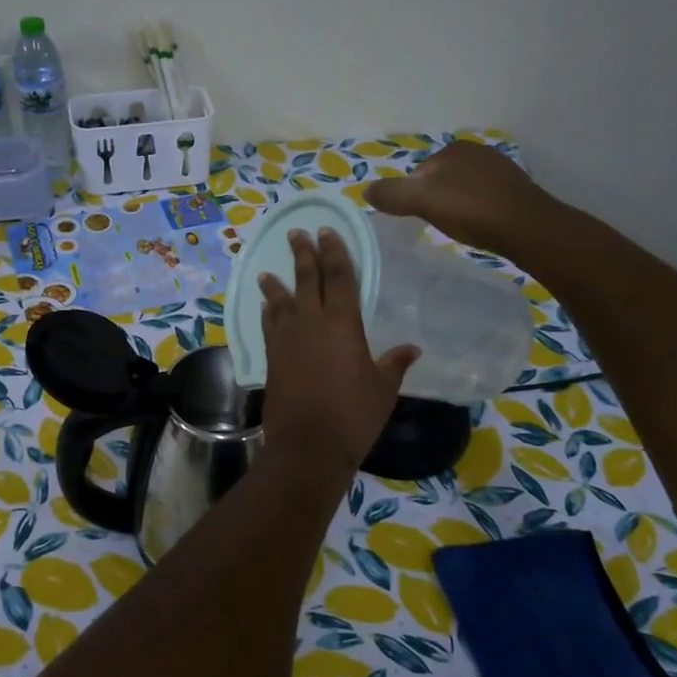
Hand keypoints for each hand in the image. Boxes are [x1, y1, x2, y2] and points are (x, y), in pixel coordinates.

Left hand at [258, 228, 416, 478]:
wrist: (307, 445)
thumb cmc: (353, 416)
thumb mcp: (383, 389)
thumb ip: (394, 363)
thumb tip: (412, 348)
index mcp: (343, 324)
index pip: (339, 276)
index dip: (334, 252)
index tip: (328, 232)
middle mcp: (311, 322)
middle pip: (306, 279)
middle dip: (303, 254)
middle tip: (296, 233)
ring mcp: (287, 339)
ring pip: (281, 300)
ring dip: (276, 283)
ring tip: (268, 270)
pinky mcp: (271, 357)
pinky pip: (268, 324)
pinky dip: (267, 311)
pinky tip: (265, 306)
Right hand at [363, 141, 557, 257]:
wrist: (527, 228)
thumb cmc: (470, 210)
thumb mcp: (421, 200)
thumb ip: (391, 194)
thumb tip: (366, 190)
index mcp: (454, 149)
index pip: (419, 173)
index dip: (413, 196)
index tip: (418, 217)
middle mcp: (477, 152)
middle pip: (440, 181)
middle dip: (435, 200)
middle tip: (438, 224)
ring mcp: (500, 170)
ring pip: (462, 190)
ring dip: (457, 206)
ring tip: (459, 228)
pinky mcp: (516, 190)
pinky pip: (483, 199)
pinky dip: (476, 211)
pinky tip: (479, 226)